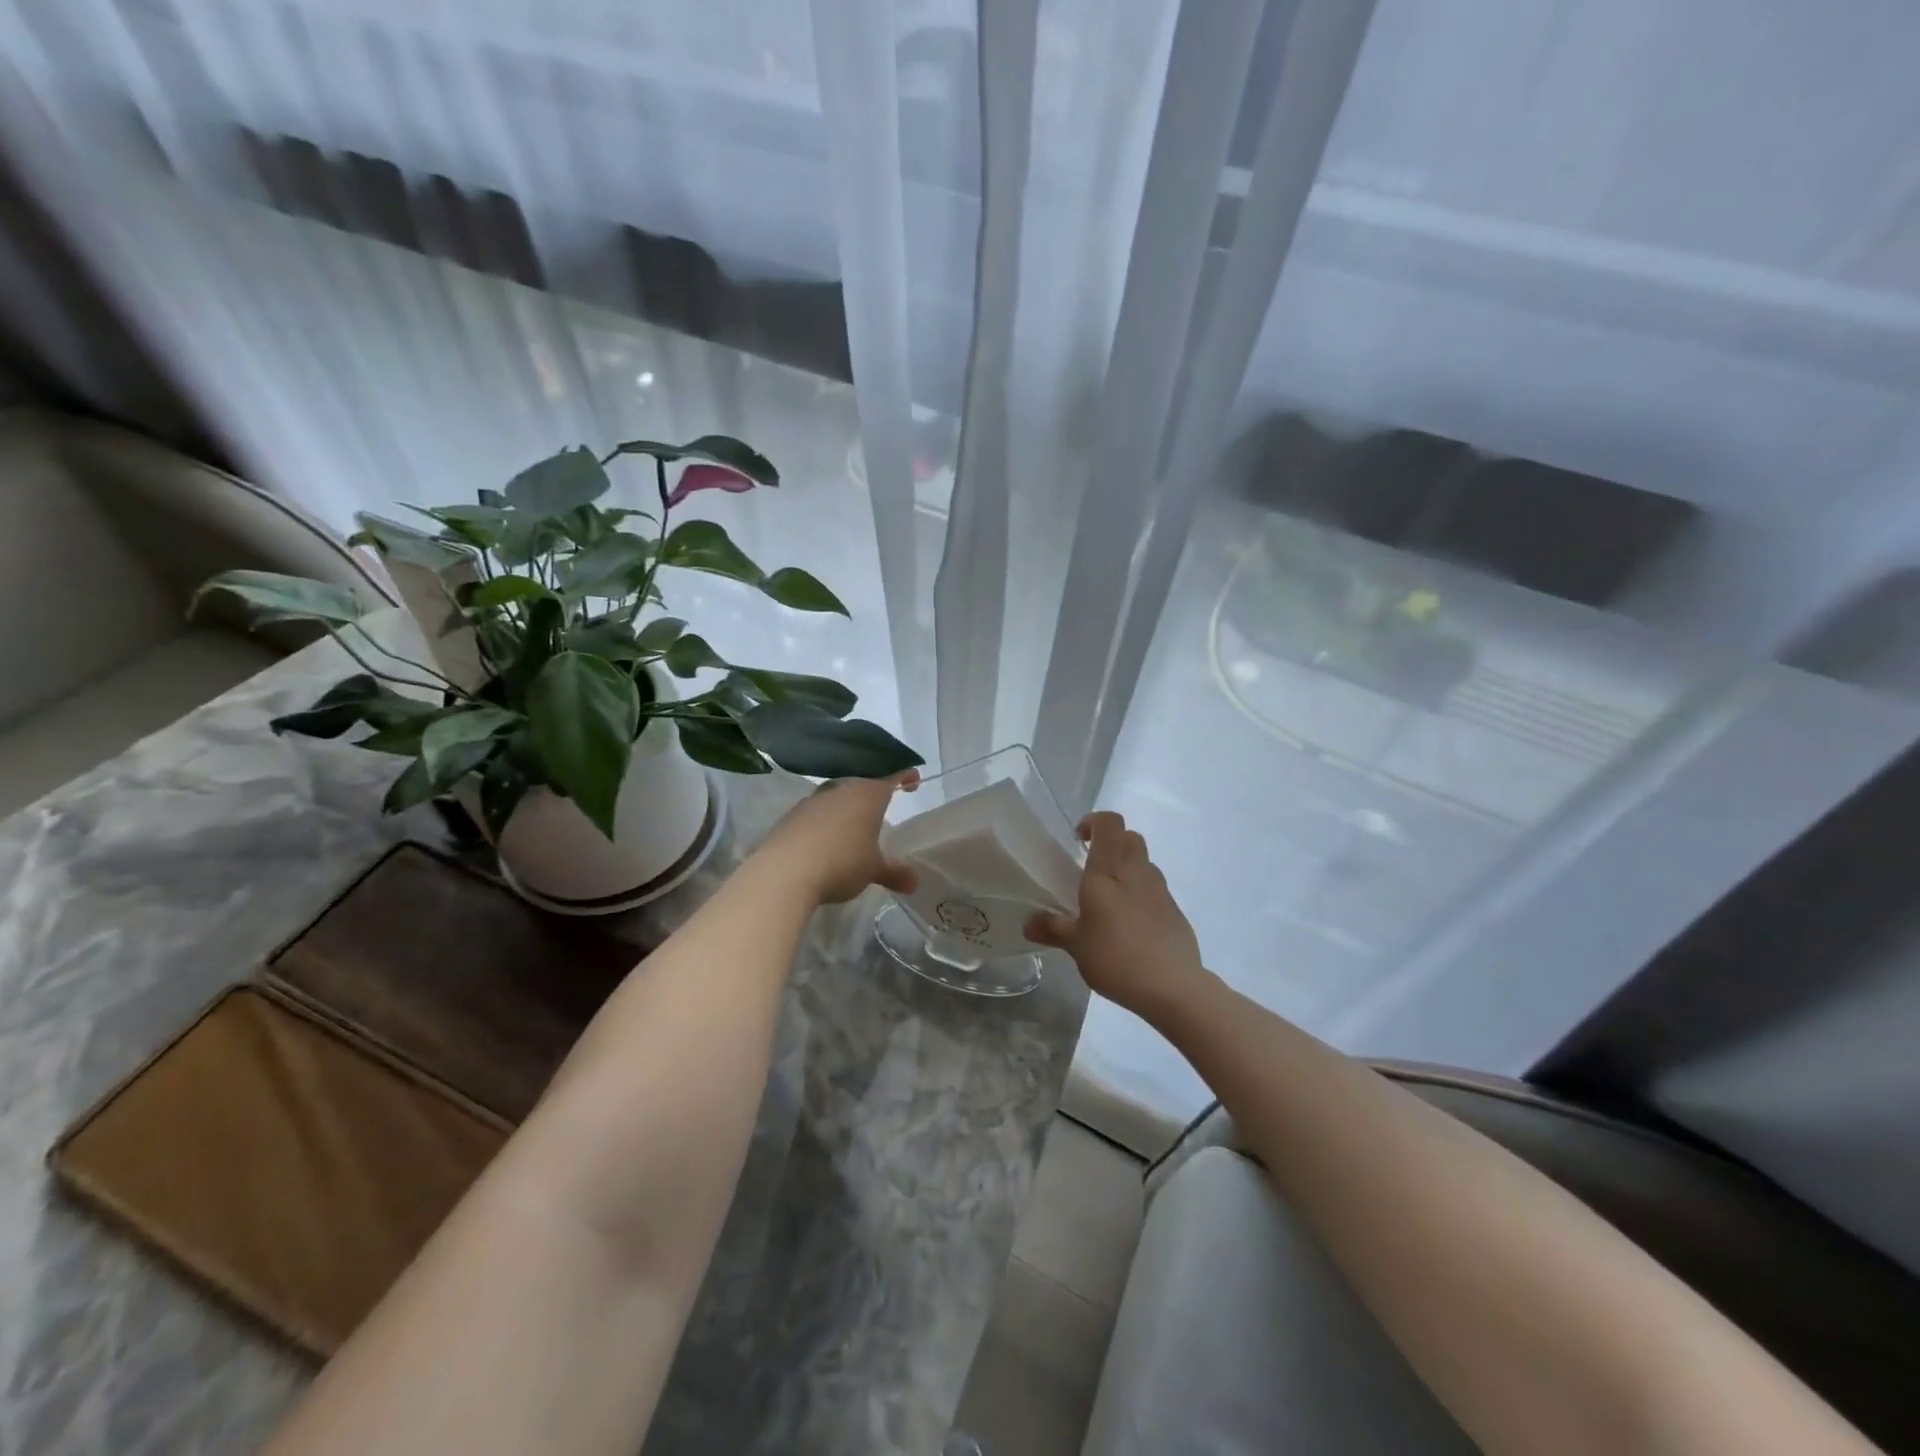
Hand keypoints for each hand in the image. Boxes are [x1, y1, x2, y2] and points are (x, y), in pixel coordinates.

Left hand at [753, 772, 920, 904]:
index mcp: (867, 795)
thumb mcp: (873, 870)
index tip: (913, 781)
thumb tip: (914, 883)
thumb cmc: (842, 863)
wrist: (784, 871)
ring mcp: (813, 800)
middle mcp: (840, 789)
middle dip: (873, 794)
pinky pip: (815, 812)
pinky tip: (825, 838)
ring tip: (853, 825)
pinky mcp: (791, 816)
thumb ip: (894, 872)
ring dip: (846, 807)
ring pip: (836, 796)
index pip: (891, 777)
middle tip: (882, 807)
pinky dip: (825, 821)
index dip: (904, 777)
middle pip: (862, 783)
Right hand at [1026, 812, 1205, 1021]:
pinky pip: (1155, 889)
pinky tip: (1130, 923)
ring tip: (1110, 897)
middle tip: (1092, 865)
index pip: (1109, 823)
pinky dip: (1141, 894)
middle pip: (1130, 837)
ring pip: (1144, 862)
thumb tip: (1028, 924)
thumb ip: (1053, 929)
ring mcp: (1160, 890)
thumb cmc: (1115, 958)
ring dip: (1128, 868)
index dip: (1094, 821)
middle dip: (1111, 842)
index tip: (1078, 839)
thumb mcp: (1076, 945)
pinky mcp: (1175, 911)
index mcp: (1108, 872)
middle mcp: (1136, 872)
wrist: (1172, 986)